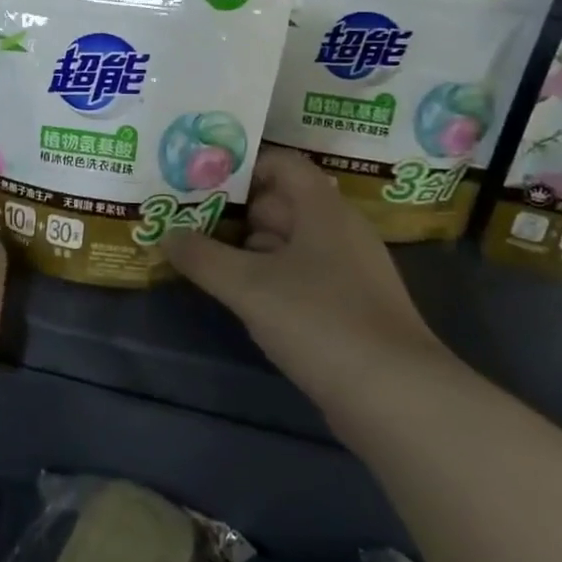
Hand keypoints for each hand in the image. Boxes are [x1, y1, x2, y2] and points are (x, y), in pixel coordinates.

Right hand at [160, 150, 451, 407]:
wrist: (395, 396)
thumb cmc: (320, 321)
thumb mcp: (249, 286)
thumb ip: (202, 257)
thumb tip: (166, 234)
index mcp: (323, 209)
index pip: (282, 164)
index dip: (241, 166)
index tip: (200, 181)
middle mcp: (339, 231)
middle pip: (282, 203)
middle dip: (234, 210)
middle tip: (187, 219)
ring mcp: (348, 271)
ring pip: (289, 243)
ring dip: (247, 247)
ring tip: (201, 256)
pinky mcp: (348, 307)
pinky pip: (300, 277)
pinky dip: (268, 278)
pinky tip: (240, 296)